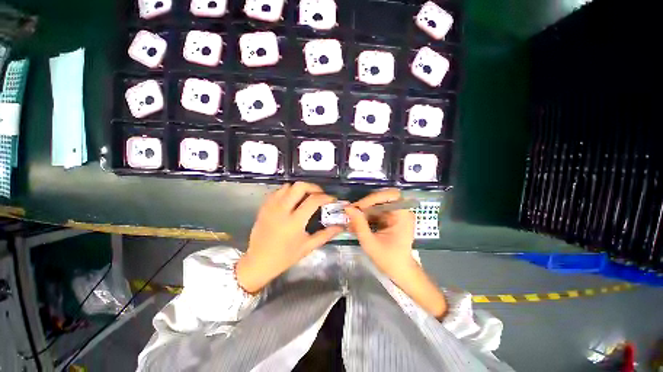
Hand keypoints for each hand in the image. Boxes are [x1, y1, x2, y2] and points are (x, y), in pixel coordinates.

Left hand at [236, 182, 342, 292]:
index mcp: (294, 222)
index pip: (313, 200)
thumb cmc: (285, 257)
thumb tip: (341, 227)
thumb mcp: (308, 247)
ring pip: (287, 186)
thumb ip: (326, 235)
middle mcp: (282, 210)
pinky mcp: (264, 207)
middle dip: (313, 187)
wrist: (258, 262)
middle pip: (299, 186)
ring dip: (300, 188)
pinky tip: (292, 200)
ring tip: (306, 197)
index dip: (326, 197)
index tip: (332, 199)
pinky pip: (277, 191)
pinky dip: (288, 191)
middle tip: (319, 194)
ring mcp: (271, 207)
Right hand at [345, 189, 446, 317]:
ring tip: (352, 220)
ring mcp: (397, 215)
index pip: (390, 195)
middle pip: (382, 198)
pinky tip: (357, 224)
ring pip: (377, 205)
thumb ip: (359, 224)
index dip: (374, 198)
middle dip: (366, 205)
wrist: (400, 272)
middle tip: (351, 212)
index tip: (358, 207)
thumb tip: (347, 207)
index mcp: (403, 215)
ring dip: (364, 211)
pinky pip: (377, 212)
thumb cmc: (389, 260)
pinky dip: (366, 217)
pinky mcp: (391, 219)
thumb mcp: (370, 243)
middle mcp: (402, 211)